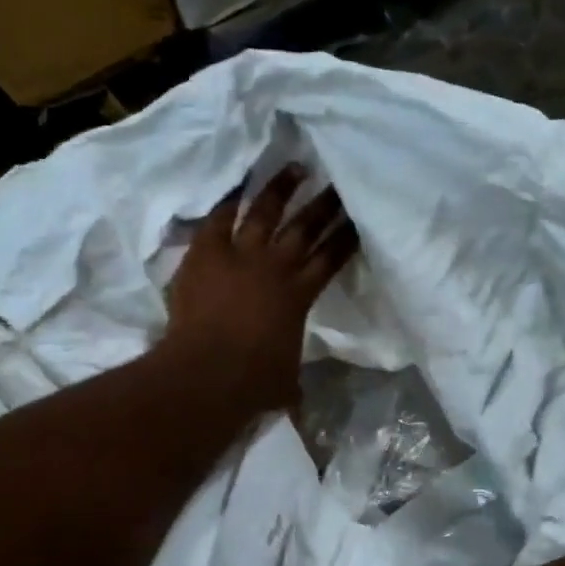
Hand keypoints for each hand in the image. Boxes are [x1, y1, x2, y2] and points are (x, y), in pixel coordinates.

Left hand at [164, 166, 359, 414]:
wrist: (208, 372)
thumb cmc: (253, 382)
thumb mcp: (285, 382)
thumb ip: (291, 376)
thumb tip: (295, 398)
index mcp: (299, 296)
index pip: (330, 259)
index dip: (345, 238)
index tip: (358, 219)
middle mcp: (275, 267)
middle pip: (305, 228)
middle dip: (325, 205)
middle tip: (338, 183)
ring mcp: (239, 256)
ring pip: (265, 213)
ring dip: (281, 189)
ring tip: (295, 167)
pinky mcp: (206, 253)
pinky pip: (219, 219)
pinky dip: (228, 202)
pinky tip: (238, 188)